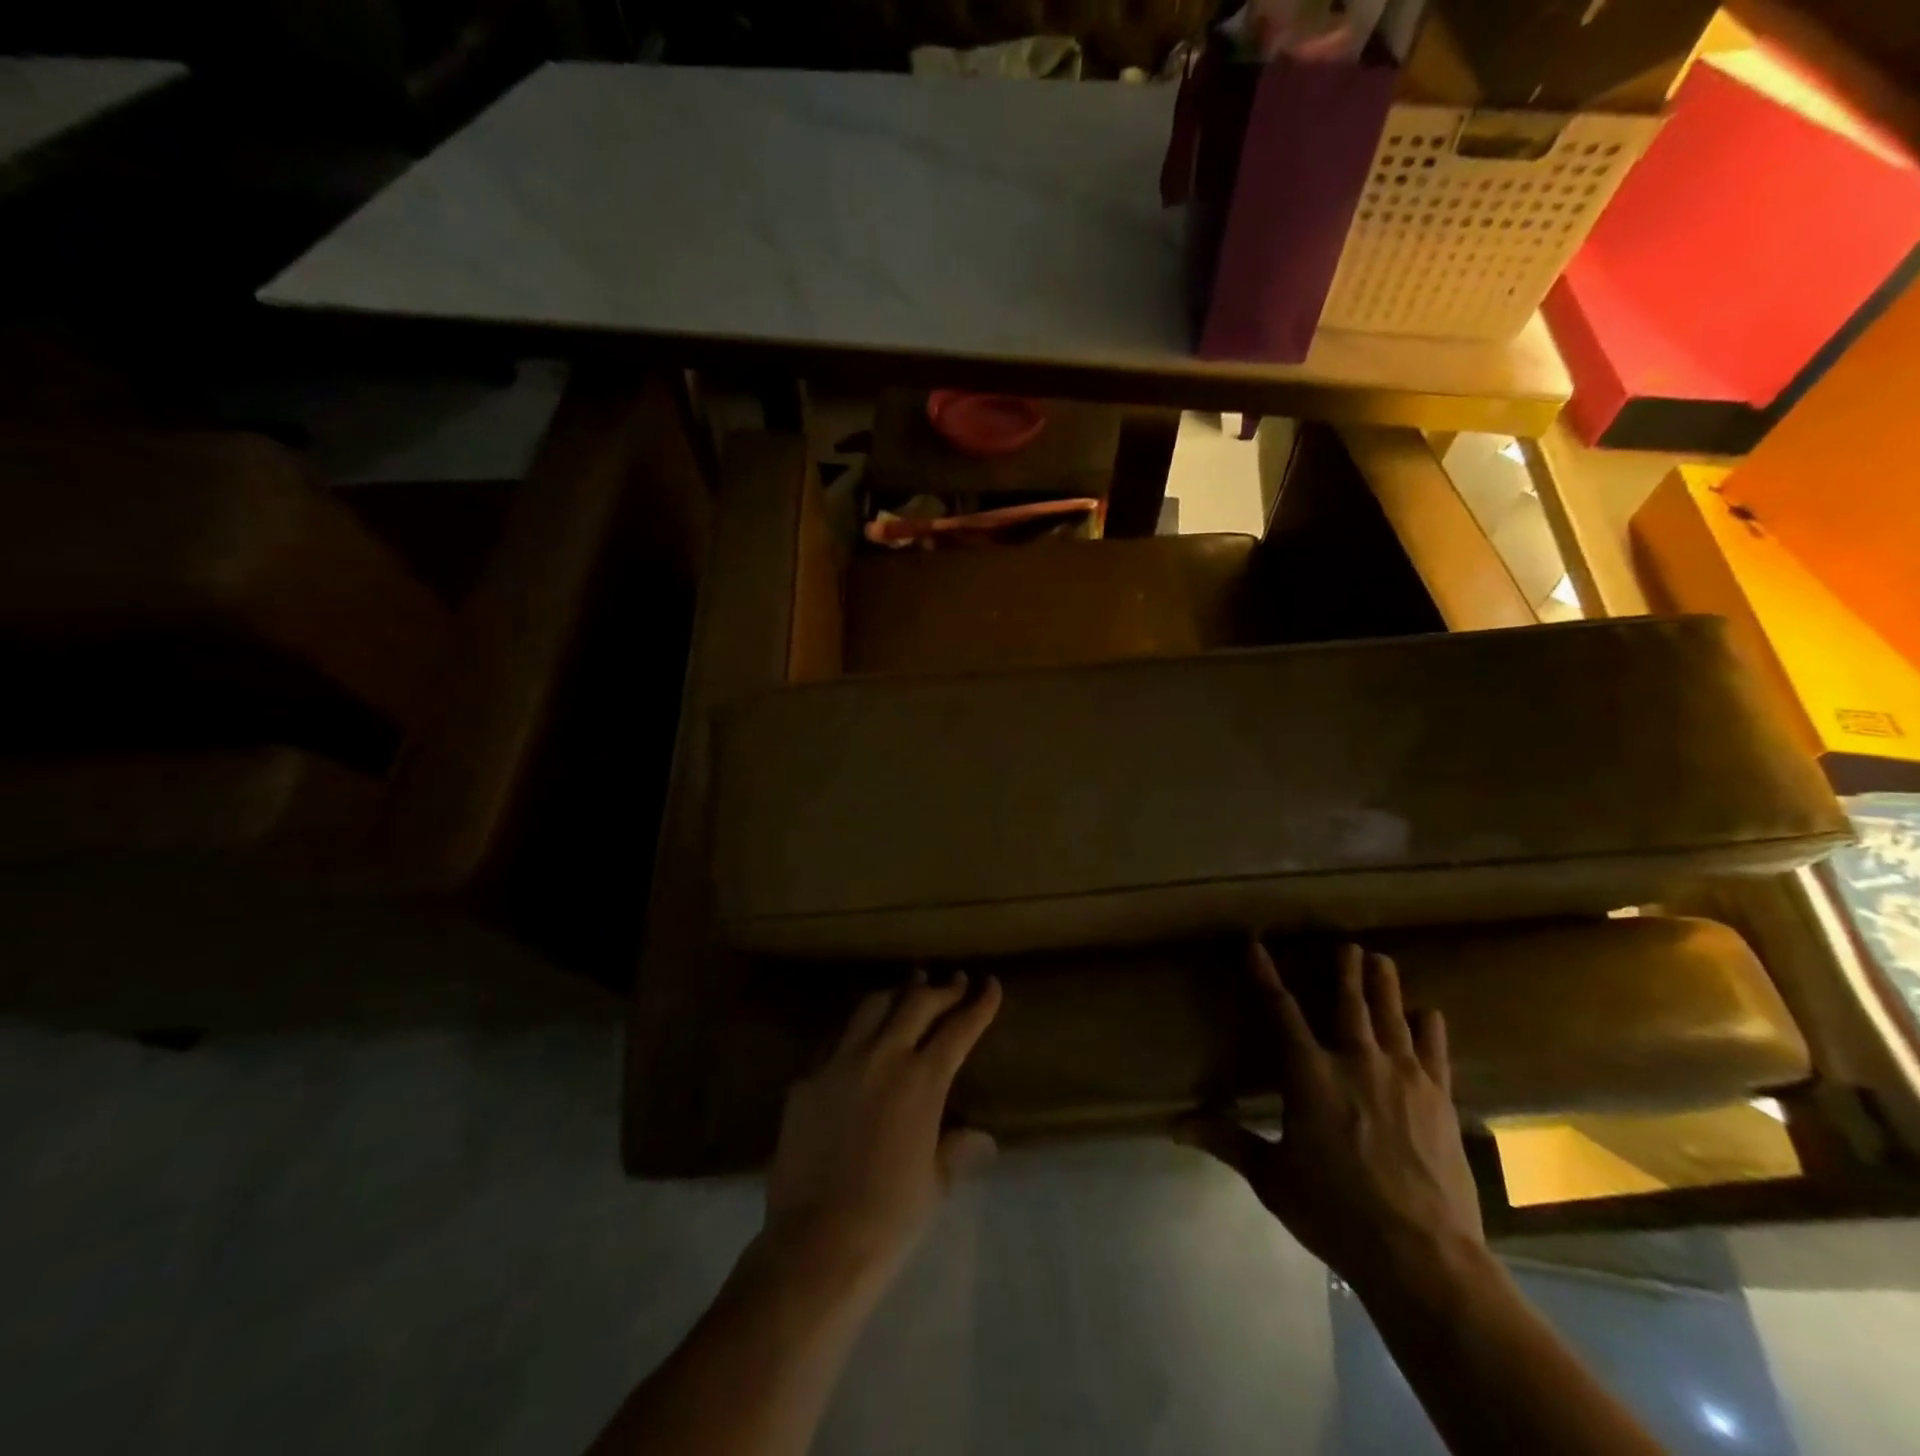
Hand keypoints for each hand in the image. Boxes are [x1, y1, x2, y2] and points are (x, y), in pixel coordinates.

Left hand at [764, 970, 1002, 1287]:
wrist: (817, 1244)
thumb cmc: (890, 1218)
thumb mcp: (935, 1181)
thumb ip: (956, 1147)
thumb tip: (980, 1137)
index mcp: (922, 1081)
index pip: (959, 1028)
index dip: (979, 1004)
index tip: (990, 984)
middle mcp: (882, 1058)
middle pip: (917, 1004)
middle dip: (941, 989)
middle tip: (954, 982)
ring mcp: (839, 1063)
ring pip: (872, 1007)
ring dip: (897, 995)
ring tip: (909, 989)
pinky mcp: (807, 1078)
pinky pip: (837, 1036)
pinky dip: (858, 1025)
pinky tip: (862, 1031)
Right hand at [1179, 943, 1482, 1293]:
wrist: (1422, 1256)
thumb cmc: (1336, 1212)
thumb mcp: (1272, 1177)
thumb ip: (1227, 1140)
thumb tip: (1174, 1125)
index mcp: (1309, 1075)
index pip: (1280, 1011)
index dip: (1266, 976)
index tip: (1256, 946)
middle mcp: (1356, 1062)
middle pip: (1349, 1004)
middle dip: (1345, 971)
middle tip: (1347, 944)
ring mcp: (1404, 1078)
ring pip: (1391, 1017)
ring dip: (1385, 986)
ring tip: (1382, 959)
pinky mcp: (1439, 1100)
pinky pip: (1435, 1052)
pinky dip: (1430, 1028)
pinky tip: (1430, 1013)